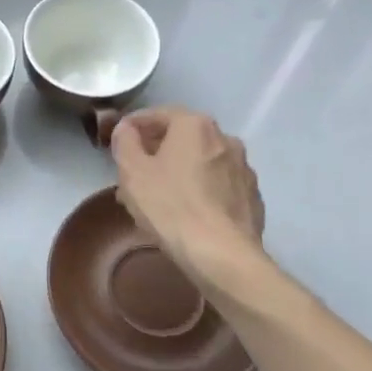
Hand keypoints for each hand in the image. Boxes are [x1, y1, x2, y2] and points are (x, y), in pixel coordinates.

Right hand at [112, 107, 265, 274]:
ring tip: (158, 197)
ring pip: (201, 163)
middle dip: (157, 151)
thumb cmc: (170, 206)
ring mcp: (243, 169)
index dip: (134, 126)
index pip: (158, 114)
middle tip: (135, 172)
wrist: (222, 255)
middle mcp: (225, 138)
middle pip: (182, 138)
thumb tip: (126, 128)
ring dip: (179, 172)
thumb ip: (125, 141)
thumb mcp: (132, 172)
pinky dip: (201, 191)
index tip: (119, 140)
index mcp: (195, 126)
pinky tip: (186, 213)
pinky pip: (218, 186)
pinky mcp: (252, 197)